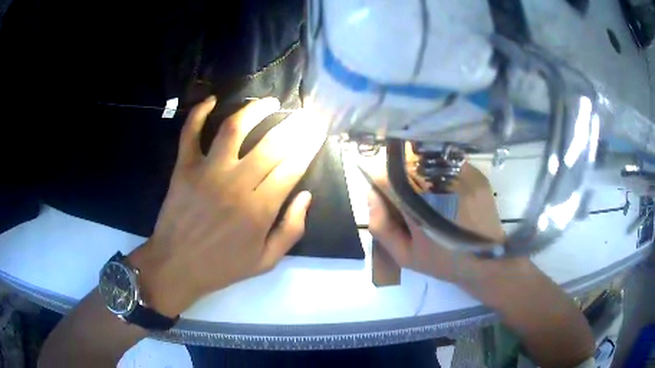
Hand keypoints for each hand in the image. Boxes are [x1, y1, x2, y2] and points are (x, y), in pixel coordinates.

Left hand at [128, 97, 326, 316]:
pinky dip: (199, 114)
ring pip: (234, 128)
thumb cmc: (222, 267)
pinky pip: (190, 134)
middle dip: (293, 126)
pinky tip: (211, 100)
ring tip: (269, 102)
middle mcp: (236, 184)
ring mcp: (207, 172)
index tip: (317, 131)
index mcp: (259, 210)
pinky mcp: (184, 168)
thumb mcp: (265, 261)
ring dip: (254, 110)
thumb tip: (306, 195)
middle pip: (271, 144)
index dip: (308, 146)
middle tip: (303, 115)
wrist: (177, 266)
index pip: (292, 167)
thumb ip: (291, 230)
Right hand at [360, 147, 511, 283]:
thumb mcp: (405, 256)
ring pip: (426, 159)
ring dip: (420, 174)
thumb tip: (373, 194)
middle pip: (405, 162)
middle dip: (400, 178)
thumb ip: (381, 226)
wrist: (488, 261)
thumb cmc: (444, 261)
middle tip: (409, 204)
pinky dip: (439, 174)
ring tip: (430, 200)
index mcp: (420, 204)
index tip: (385, 197)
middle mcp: (440, 181)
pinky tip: (447, 195)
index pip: (385, 175)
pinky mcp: (475, 172)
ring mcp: (461, 173)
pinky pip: (447, 163)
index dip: (379, 183)